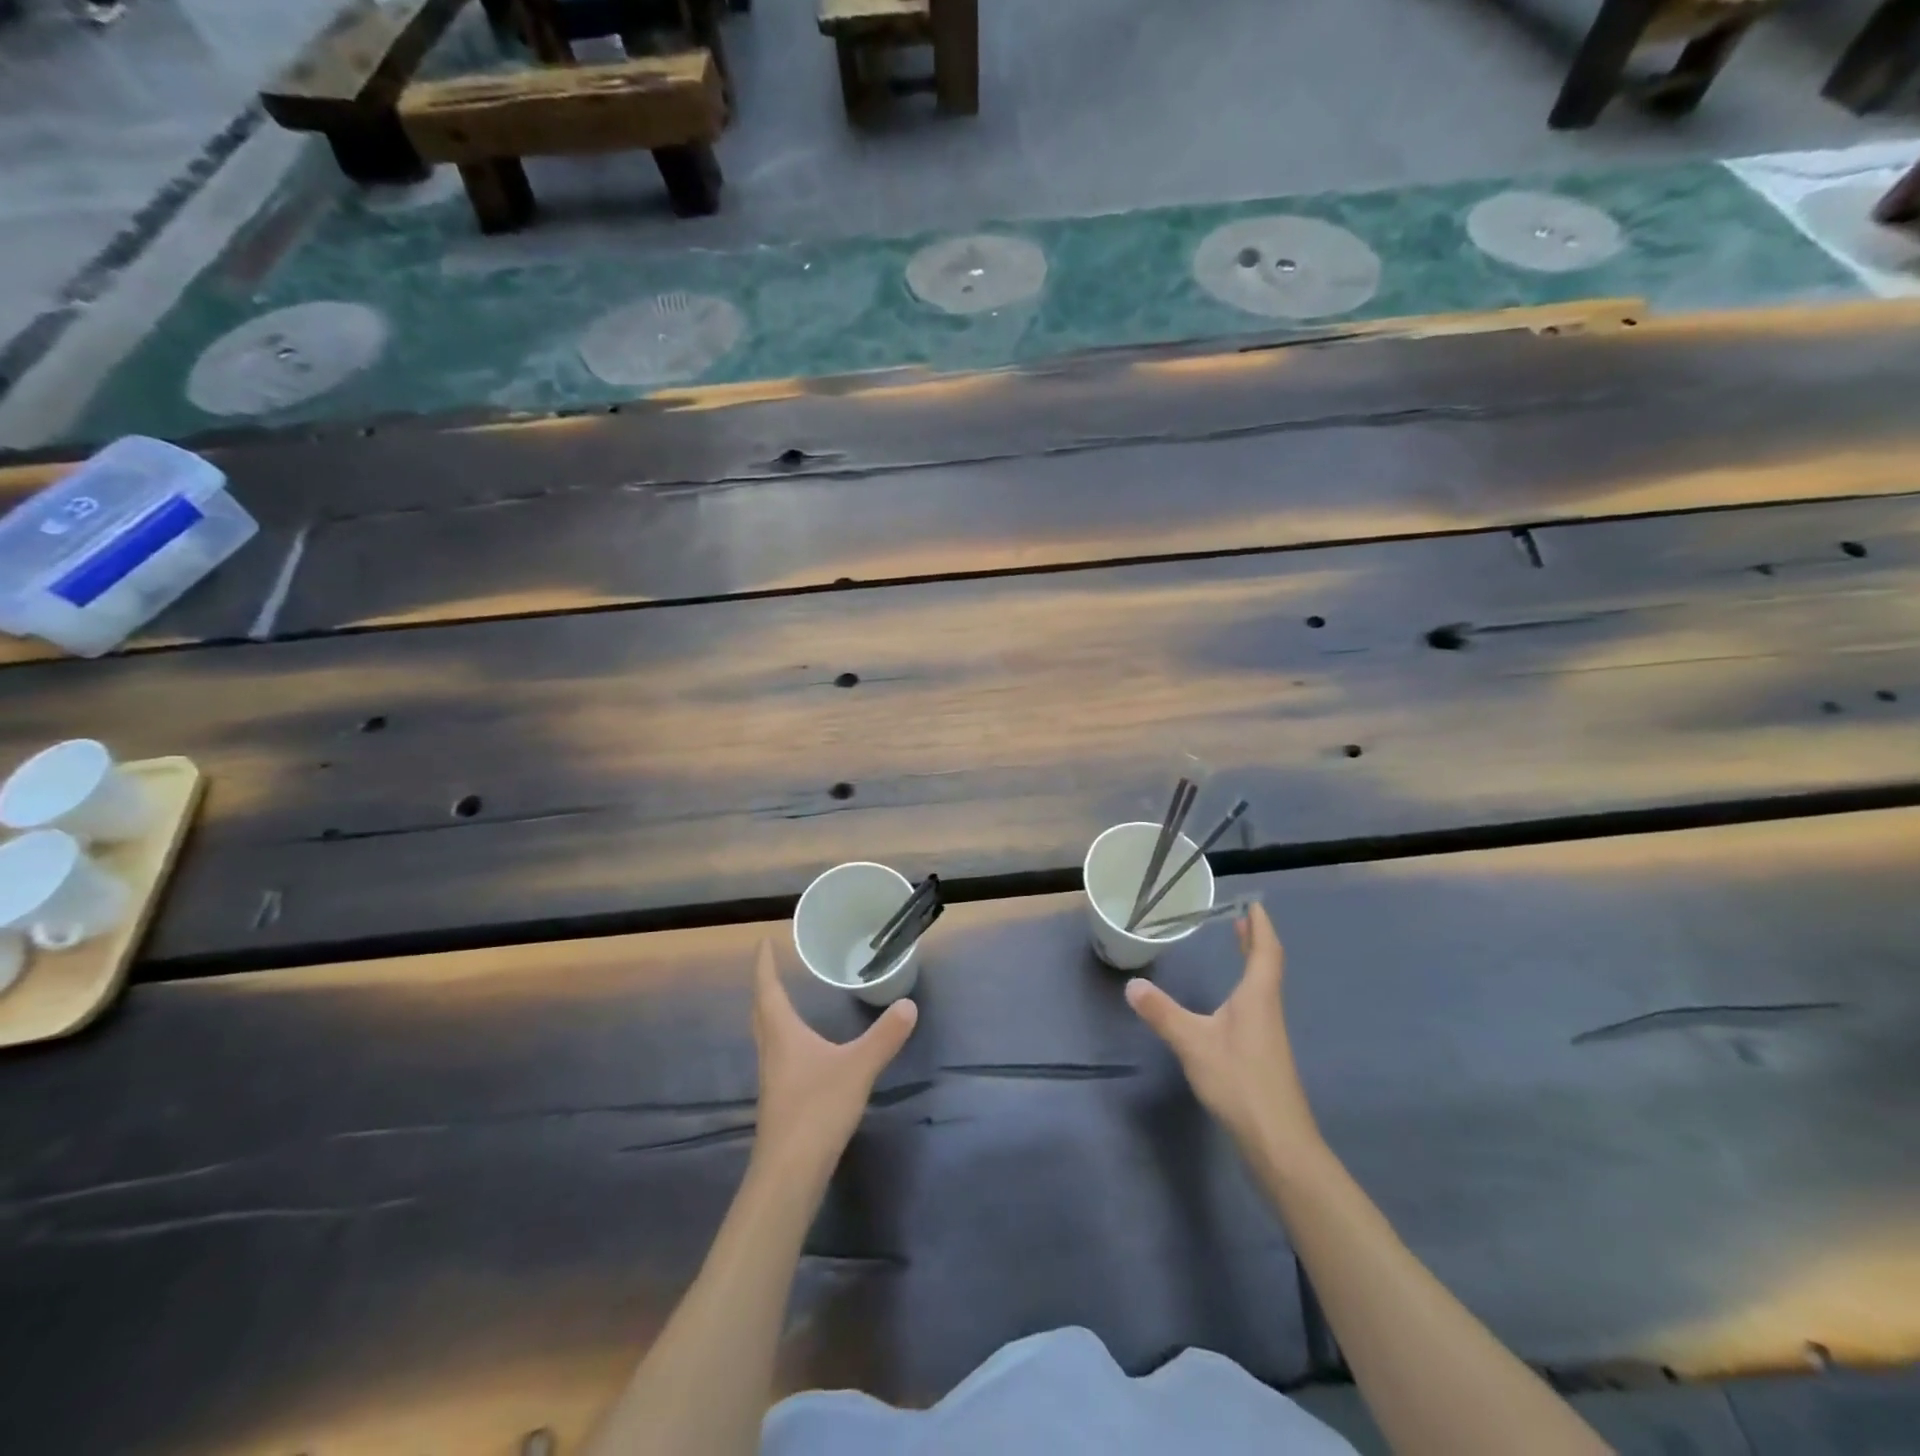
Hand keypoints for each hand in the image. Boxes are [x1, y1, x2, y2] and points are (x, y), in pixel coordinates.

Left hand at [750, 941, 917, 1182]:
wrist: (789, 1174)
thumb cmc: (817, 1109)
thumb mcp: (858, 1068)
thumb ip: (884, 1036)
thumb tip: (908, 1005)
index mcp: (782, 1034)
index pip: (768, 989)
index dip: (764, 965)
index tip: (762, 941)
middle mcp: (771, 1051)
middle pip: (761, 1011)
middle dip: (765, 987)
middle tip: (772, 967)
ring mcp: (772, 1079)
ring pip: (767, 1036)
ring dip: (772, 1014)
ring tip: (786, 1001)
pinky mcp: (780, 1101)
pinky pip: (777, 1056)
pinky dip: (784, 1040)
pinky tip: (803, 1051)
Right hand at [1124, 904, 1321, 1157]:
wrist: (1278, 1140)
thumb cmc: (1239, 1081)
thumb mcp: (1193, 1043)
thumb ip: (1162, 1013)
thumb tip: (1132, 984)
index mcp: (1257, 997)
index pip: (1265, 952)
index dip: (1261, 926)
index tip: (1254, 903)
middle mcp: (1267, 1009)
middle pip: (1268, 966)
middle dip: (1255, 940)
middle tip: (1242, 919)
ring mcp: (1269, 1034)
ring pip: (1263, 987)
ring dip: (1253, 963)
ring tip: (1238, 949)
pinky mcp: (1265, 1055)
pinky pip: (1257, 1006)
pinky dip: (1247, 988)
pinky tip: (1232, 1004)